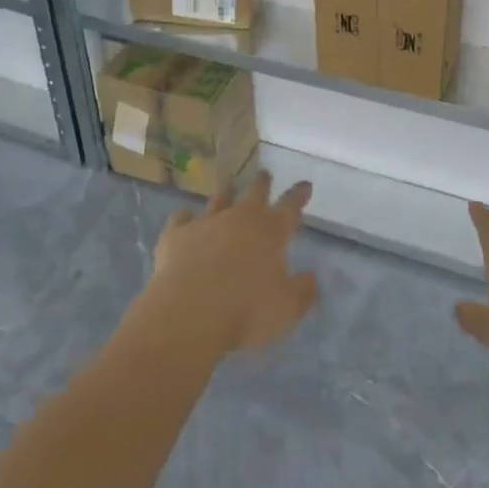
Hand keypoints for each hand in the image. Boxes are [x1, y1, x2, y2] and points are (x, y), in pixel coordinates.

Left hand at [144, 171, 318, 357]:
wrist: (189, 314)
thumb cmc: (246, 311)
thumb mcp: (287, 308)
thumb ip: (303, 292)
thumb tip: (312, 278)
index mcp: (271, 231)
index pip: (290, 206)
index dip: (299, 195)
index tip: (305, 184)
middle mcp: (240, 218)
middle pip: (254, 193)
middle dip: (262, 183)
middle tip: (265, 174)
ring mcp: (206, 223)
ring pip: (219, 199)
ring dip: (226, 193)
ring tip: (229, 185)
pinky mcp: (176, 235)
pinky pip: (181, 218)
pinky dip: (185, 217)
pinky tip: (185, 218)